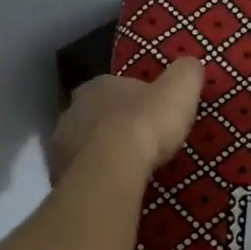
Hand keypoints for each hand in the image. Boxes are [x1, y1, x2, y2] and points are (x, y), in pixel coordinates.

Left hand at [48, 59, 204, 184]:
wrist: (112, 168)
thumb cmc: (146, 123)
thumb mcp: (179, 90)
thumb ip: (186, 73)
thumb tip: (191, 64)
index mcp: (99, 85)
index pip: (118, 87)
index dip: (137, 100)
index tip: (154, 114)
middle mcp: (73, 109)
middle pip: (98, 114)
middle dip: (115, 125)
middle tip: (141, 142)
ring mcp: (61, 143)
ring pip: (85, 144)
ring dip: (102, 151)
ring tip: (128, 168)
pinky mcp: (58, 173)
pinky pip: (80, 172)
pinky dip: (94, 176)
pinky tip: (112, 185)